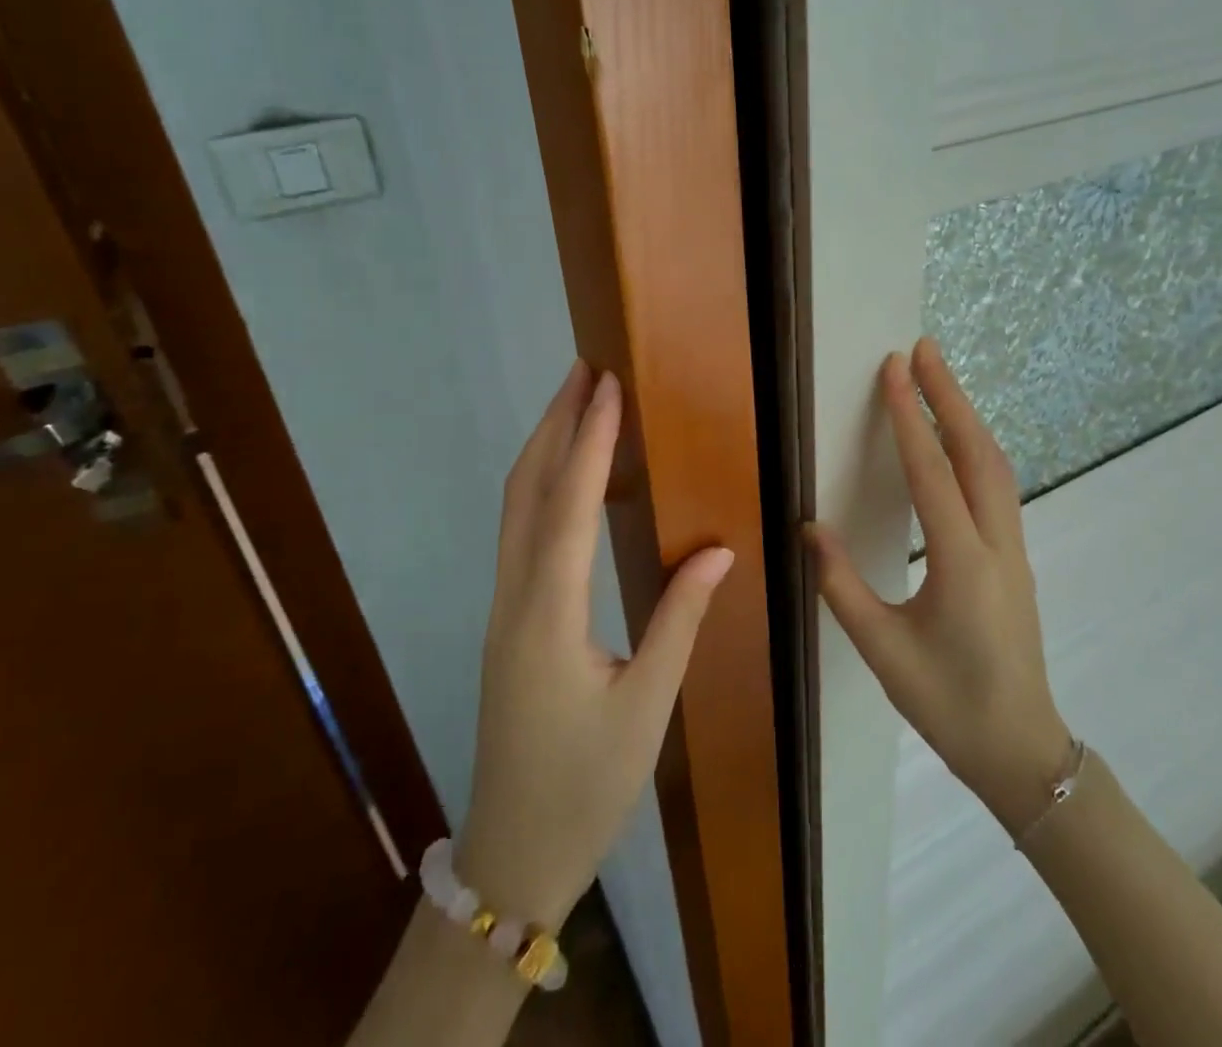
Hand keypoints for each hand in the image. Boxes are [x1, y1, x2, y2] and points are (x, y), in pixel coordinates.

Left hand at [456, 362, 733, 926]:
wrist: (514, 852)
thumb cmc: (587, 784)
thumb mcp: (646, 706)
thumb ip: (680, 619)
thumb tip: (718, 548)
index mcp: (550, 615)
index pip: (569, 506)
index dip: (590, 440)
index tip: (607, 386)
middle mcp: (516, 597)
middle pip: (526, 490)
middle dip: (554, 423)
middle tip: (583, 370)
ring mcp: (504, 608)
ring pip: (515, 508)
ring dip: (544, 449)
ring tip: (575, 404)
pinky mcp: (508, 619)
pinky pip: (519, 532)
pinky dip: (541, 485)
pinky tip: (566, 477)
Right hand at [808, 338, 1070, 833]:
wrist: (1021, 750)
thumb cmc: (947, 704)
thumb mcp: (882, 651)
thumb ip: (841, 585)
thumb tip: (809, 526)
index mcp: (961, 563)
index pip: (932, 472)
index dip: (910, 416)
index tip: (894, 368)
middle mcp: (996, 543)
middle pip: (977, 451)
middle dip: (949, 394)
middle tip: (923, 348)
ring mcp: (1014, 548)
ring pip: (995, 464)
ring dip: (967, 416)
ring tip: (938, 379)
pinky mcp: (1015, 556)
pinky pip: (998, 484)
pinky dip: (976, 446)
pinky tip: (957, 440)